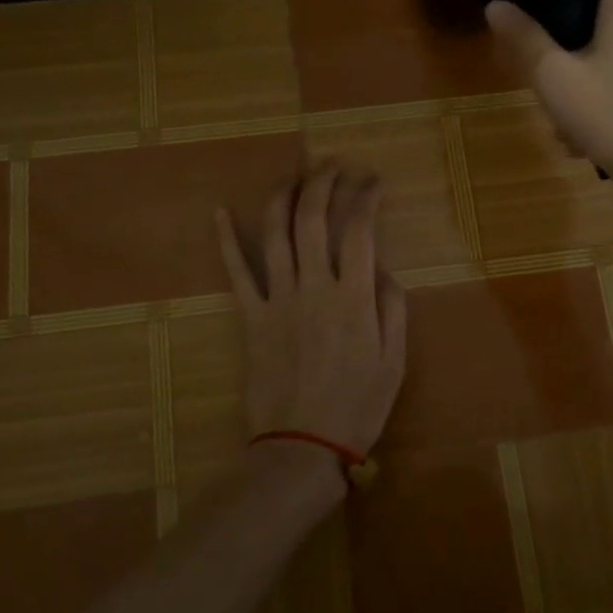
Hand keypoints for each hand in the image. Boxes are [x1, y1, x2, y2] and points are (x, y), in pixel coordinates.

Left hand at [215, 163, 408, 469]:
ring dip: (284, 197)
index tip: (373, 181)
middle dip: (324, 182)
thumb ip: (392, 308)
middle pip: (314, 218)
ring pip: (275, 234)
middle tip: (334, 165)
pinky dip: (224, 240)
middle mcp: (314, 287)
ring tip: (295, 176)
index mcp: (353, 298)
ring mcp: (278, 299)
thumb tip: (383, 268)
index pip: (359, 228)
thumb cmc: (357, 407)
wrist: (301, 447)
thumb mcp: (394, 362)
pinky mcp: (251, 317)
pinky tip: (218, 211)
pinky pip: (236, 272)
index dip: (366, 196)